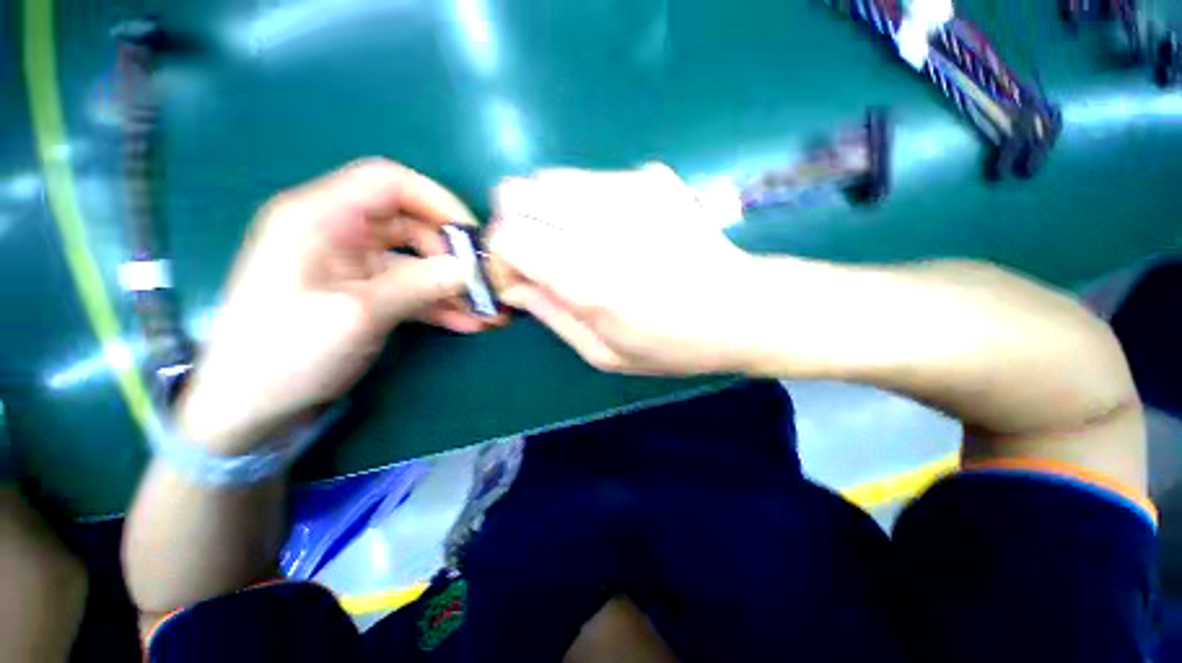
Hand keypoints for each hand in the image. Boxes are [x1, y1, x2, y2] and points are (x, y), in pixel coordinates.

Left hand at [177, 159, 494, 453]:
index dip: (437, 201)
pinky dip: (437, 303)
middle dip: (451, 253)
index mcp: (319, 218)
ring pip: (415, 260)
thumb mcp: (356, 315)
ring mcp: (352, 266)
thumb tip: (468, 269)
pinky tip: (465, 322)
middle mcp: (337, 233)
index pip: (388, 182)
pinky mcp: (363, 293)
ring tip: (485, 311)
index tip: (472, 236)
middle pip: (410, 224)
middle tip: (483, 283)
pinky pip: (409, 288)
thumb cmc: (286, 354)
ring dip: (451, 284)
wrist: (249, 406)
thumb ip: (416, 285)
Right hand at [489, 164, 759, 374]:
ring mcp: (629, 189)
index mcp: (588, 277)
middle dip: (515, 226)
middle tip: (540, 257)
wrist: (741, 308)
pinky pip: (589, 179)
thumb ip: (551, 315)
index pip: (506, 235)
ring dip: (547, 212)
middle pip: (517, 192)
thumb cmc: (673, 344)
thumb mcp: (604, 353)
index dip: (499, 257)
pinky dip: (582, 204)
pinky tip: (613, 231)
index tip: (518, 279)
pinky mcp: (651, 176)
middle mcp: (602, 223)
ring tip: (576, 244)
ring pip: (549, 178)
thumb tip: (514, 285)